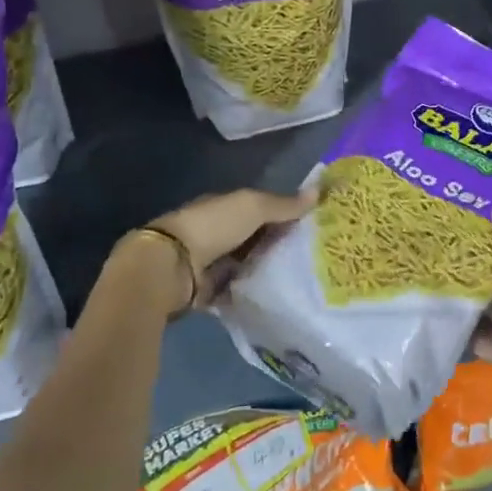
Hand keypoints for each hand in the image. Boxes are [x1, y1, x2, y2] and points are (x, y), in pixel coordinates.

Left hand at [136, 186, 316, 312]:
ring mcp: (211, 263)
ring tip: (302, 280)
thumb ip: (284, 204)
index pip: (258, 209)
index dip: (282, 214)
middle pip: (254, 238)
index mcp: (224, 207)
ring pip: (247, 265)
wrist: (172, 267)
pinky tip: (278, 298)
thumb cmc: (213, 226)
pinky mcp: (209, 291)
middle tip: (314, 256)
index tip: (311, 226)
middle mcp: (216, 233)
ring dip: (266, 270)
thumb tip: (319, 191)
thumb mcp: (253, 207)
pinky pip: (238, 291)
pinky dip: (253, 293)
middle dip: (277, 245)